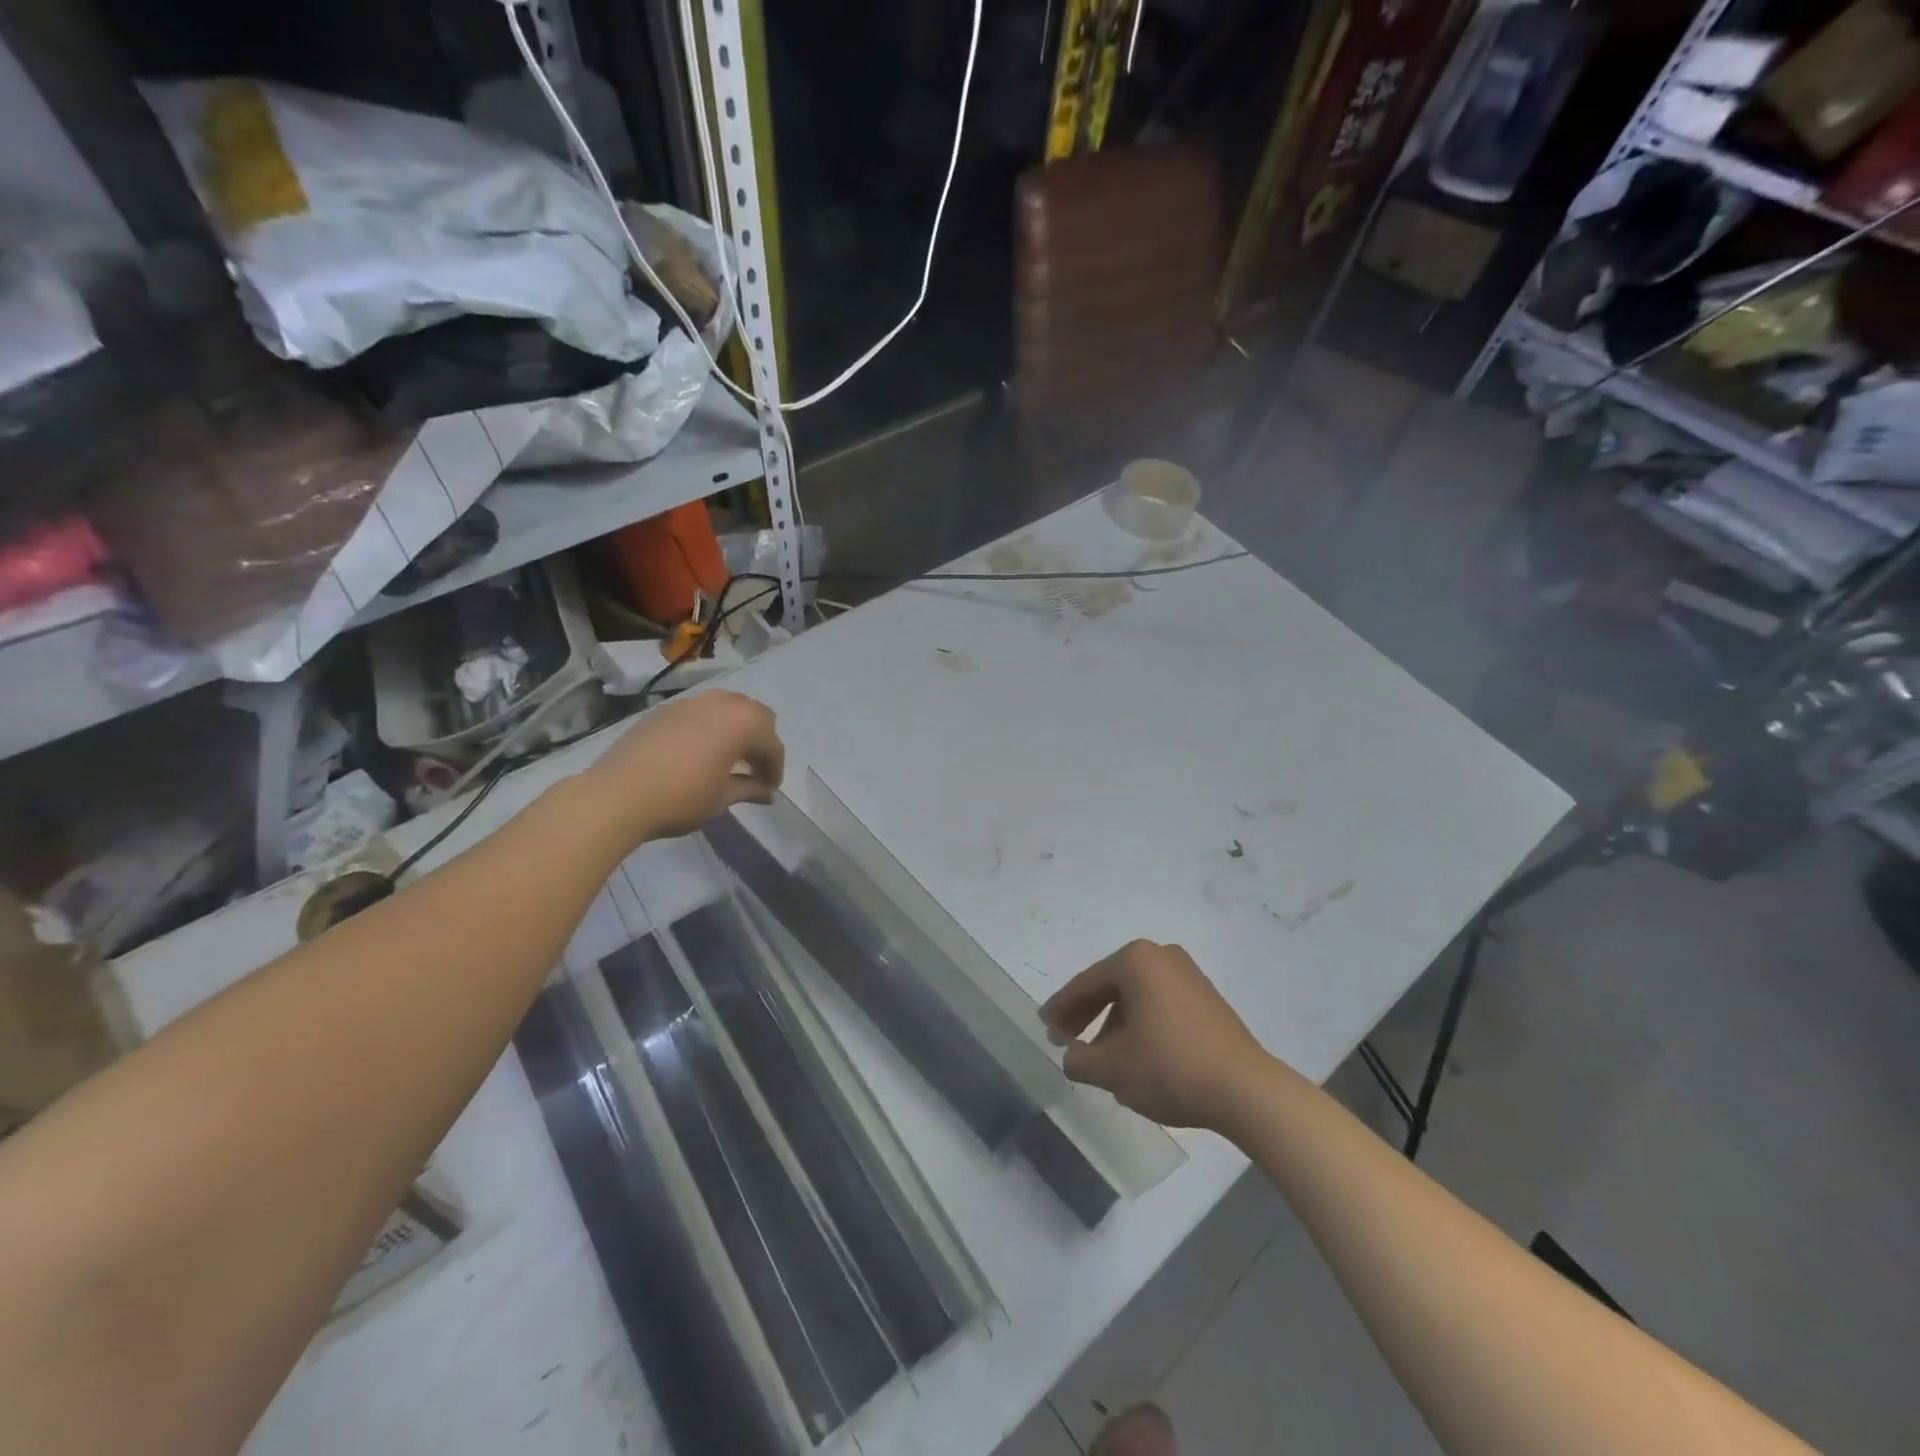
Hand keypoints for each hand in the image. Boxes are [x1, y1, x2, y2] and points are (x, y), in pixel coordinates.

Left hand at [586, 690, 785, 842]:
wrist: (617, 795)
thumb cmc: (679, 799)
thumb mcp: (721, 799)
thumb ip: (749, 789)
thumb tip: (768, 792)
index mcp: (742, 724)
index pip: (771, 744)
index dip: (775, 768)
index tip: (770, 788)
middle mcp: (720, 704)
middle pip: (755, 715)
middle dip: (760, 740)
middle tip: (754, 768)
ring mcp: (690, 703)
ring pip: (727, 706)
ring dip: (736, 728)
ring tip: (728, 756)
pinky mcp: (665, 709)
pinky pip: (700, 711)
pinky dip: (710, 726)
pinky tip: (699, 751)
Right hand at [1040, 941, 1272, 1131]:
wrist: (1246, 1090)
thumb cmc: (1170, 1067)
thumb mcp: (1113, 1069)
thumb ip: (1080, 1060)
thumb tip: (1071, 1056)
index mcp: (1136, 960)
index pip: (1086, 984)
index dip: (1061, 1008)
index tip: (1044, 1026)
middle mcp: (1162, 956)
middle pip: (1111, 986)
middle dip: (1086, 1014)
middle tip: (1064, 1040)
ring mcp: (1188, 976)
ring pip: (1136, 998)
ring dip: (1113, 1024)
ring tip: (1100, 1058)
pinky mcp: (1207, 999)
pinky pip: (1159, 1006)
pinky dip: (1140, 1026)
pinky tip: (1135, 1056)